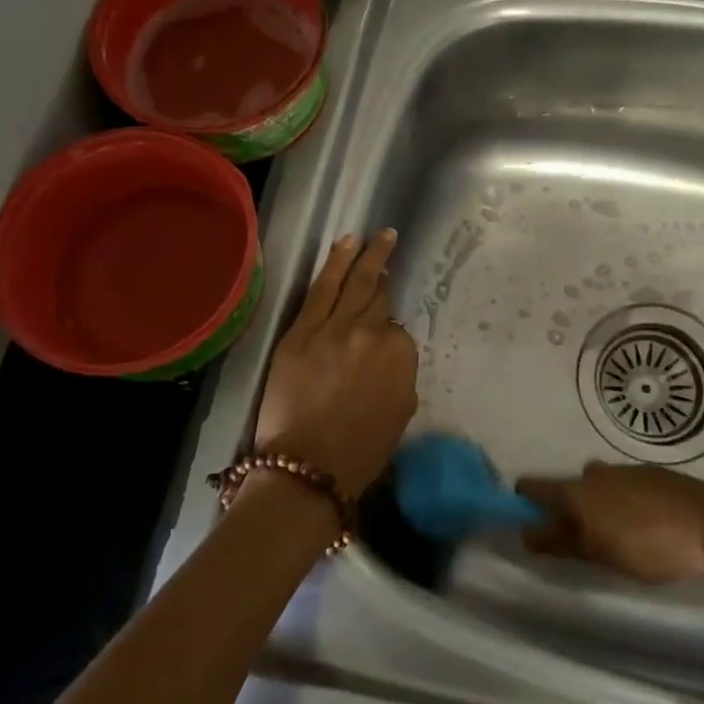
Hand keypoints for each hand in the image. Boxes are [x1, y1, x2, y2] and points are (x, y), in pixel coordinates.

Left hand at [253, 230, 417, 499]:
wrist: (308, 468)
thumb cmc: (360, 453)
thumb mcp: (400, 414)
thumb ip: (400, 375)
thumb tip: (389, 356)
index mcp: (402, 356)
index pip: (398, 330)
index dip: (390, 330)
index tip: (383, 331)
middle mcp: (373, 333)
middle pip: (379, 298)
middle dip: (385, 273)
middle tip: (390, 246)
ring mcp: (336, 328)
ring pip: (356, 283)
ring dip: (368, 256)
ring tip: (378, 235)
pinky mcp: (302, 331)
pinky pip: (322, 288)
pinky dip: (336, 263)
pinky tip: (346, 243)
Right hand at [515, 463, 703, 583]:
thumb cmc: (648, 546)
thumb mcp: (599, 554)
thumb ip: (560, 542)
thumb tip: (525, 531)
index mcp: (576, 492)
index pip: (534, 486)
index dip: (525, 500)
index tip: (528, 518)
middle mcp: (595, 473)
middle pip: (569, 487)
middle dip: (570, 508)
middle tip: (584, 538)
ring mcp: (625, 469)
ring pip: (600, 485)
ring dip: (600, 504)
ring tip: (619, 533)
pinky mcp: (652, 473)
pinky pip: (626, 485)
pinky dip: (626, 500)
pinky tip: (645, 522)